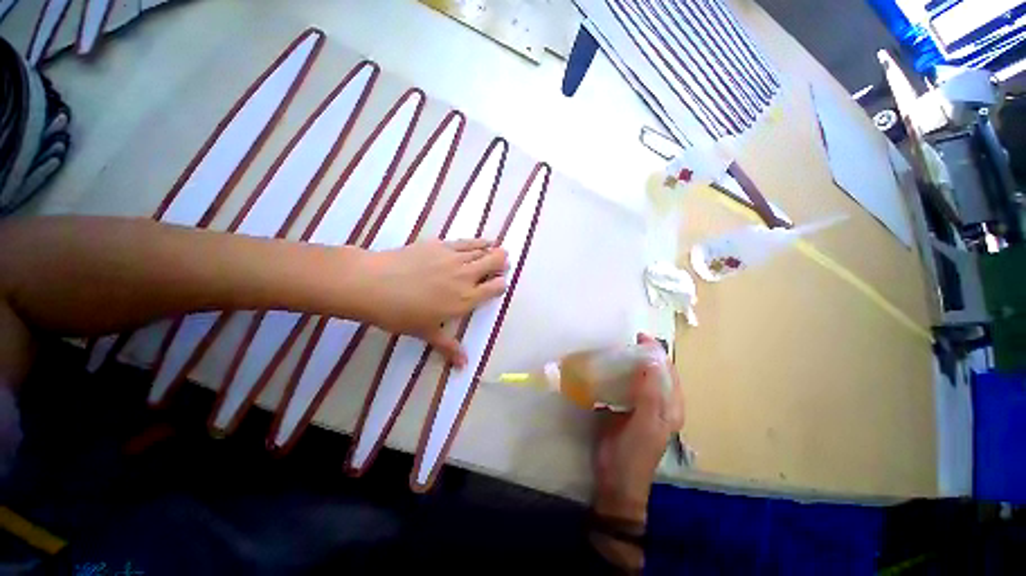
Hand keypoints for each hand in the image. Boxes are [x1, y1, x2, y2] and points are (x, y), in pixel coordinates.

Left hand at [358, 239, 507, 366]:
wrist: (374, 284)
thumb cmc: (401, 313)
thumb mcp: (426, 332)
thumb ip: (448, 347)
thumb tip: (463, 366)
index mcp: (465, 299)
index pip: (494, 288)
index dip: (500, 284)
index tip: (500, 284)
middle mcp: (465, 276)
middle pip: (493, 264)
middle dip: (501, 263)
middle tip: (503, 263)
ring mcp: (454, 258)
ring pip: (482, 251)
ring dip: (493, 251)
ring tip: (500, 250)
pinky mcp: (441, 244)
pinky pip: (466, 242)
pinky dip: (479, 241)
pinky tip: (484, 241)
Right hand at [593, 333, 684, 523]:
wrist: (615, 479)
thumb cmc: (634, 453)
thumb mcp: (645, 424)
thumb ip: (649, 394)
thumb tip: (651, 362)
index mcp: (669, 407)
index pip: (668, 373)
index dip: (656, 353)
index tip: (640, 336)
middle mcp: (658, 403)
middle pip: (653, 372)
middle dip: (642, 355)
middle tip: (625, 340)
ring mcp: (640, 405)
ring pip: (638, 377)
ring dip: (629, 363)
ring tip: (615, 349)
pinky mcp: (623, 408)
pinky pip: (623, 385)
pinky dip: (617, 374)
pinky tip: (606, 367)